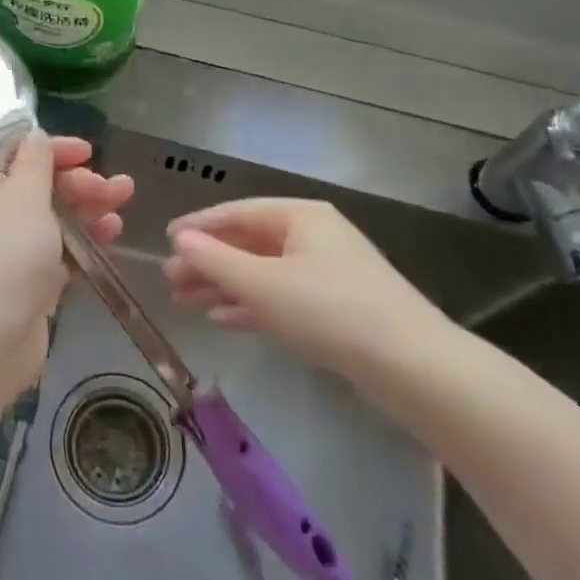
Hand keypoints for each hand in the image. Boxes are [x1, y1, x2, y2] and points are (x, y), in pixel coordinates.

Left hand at [0, 132, 133, 387]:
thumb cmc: (7, 251)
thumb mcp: (25, 192)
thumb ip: (37, 160)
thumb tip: (36, 136)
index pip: (19, 155)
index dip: (56, 151)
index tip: (90, 152)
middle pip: (40, 187)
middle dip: (80, 183)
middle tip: (118, 187)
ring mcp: (6, 252)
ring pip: (53, 220)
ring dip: (88, 209)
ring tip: (123, 204)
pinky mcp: (25, 285)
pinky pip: (58, 253)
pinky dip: (82, 241)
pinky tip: (110, 236)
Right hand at [164, 199, 457, 392]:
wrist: (413, 367)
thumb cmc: (331, 310)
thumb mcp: (264, 284)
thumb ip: (216, 260)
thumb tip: (179, 239)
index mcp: (300, 216)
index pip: (238, 212)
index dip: (199, 225)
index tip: (165, 240)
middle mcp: (313, 236)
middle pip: (249, 242)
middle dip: (208, 261)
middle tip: (170, 281)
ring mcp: (326, 272)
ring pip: (262, 272)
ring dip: (224, 285)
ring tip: (185, 302)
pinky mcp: (335, 306)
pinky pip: (281, 296)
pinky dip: (251, 305)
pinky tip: (223, 319)